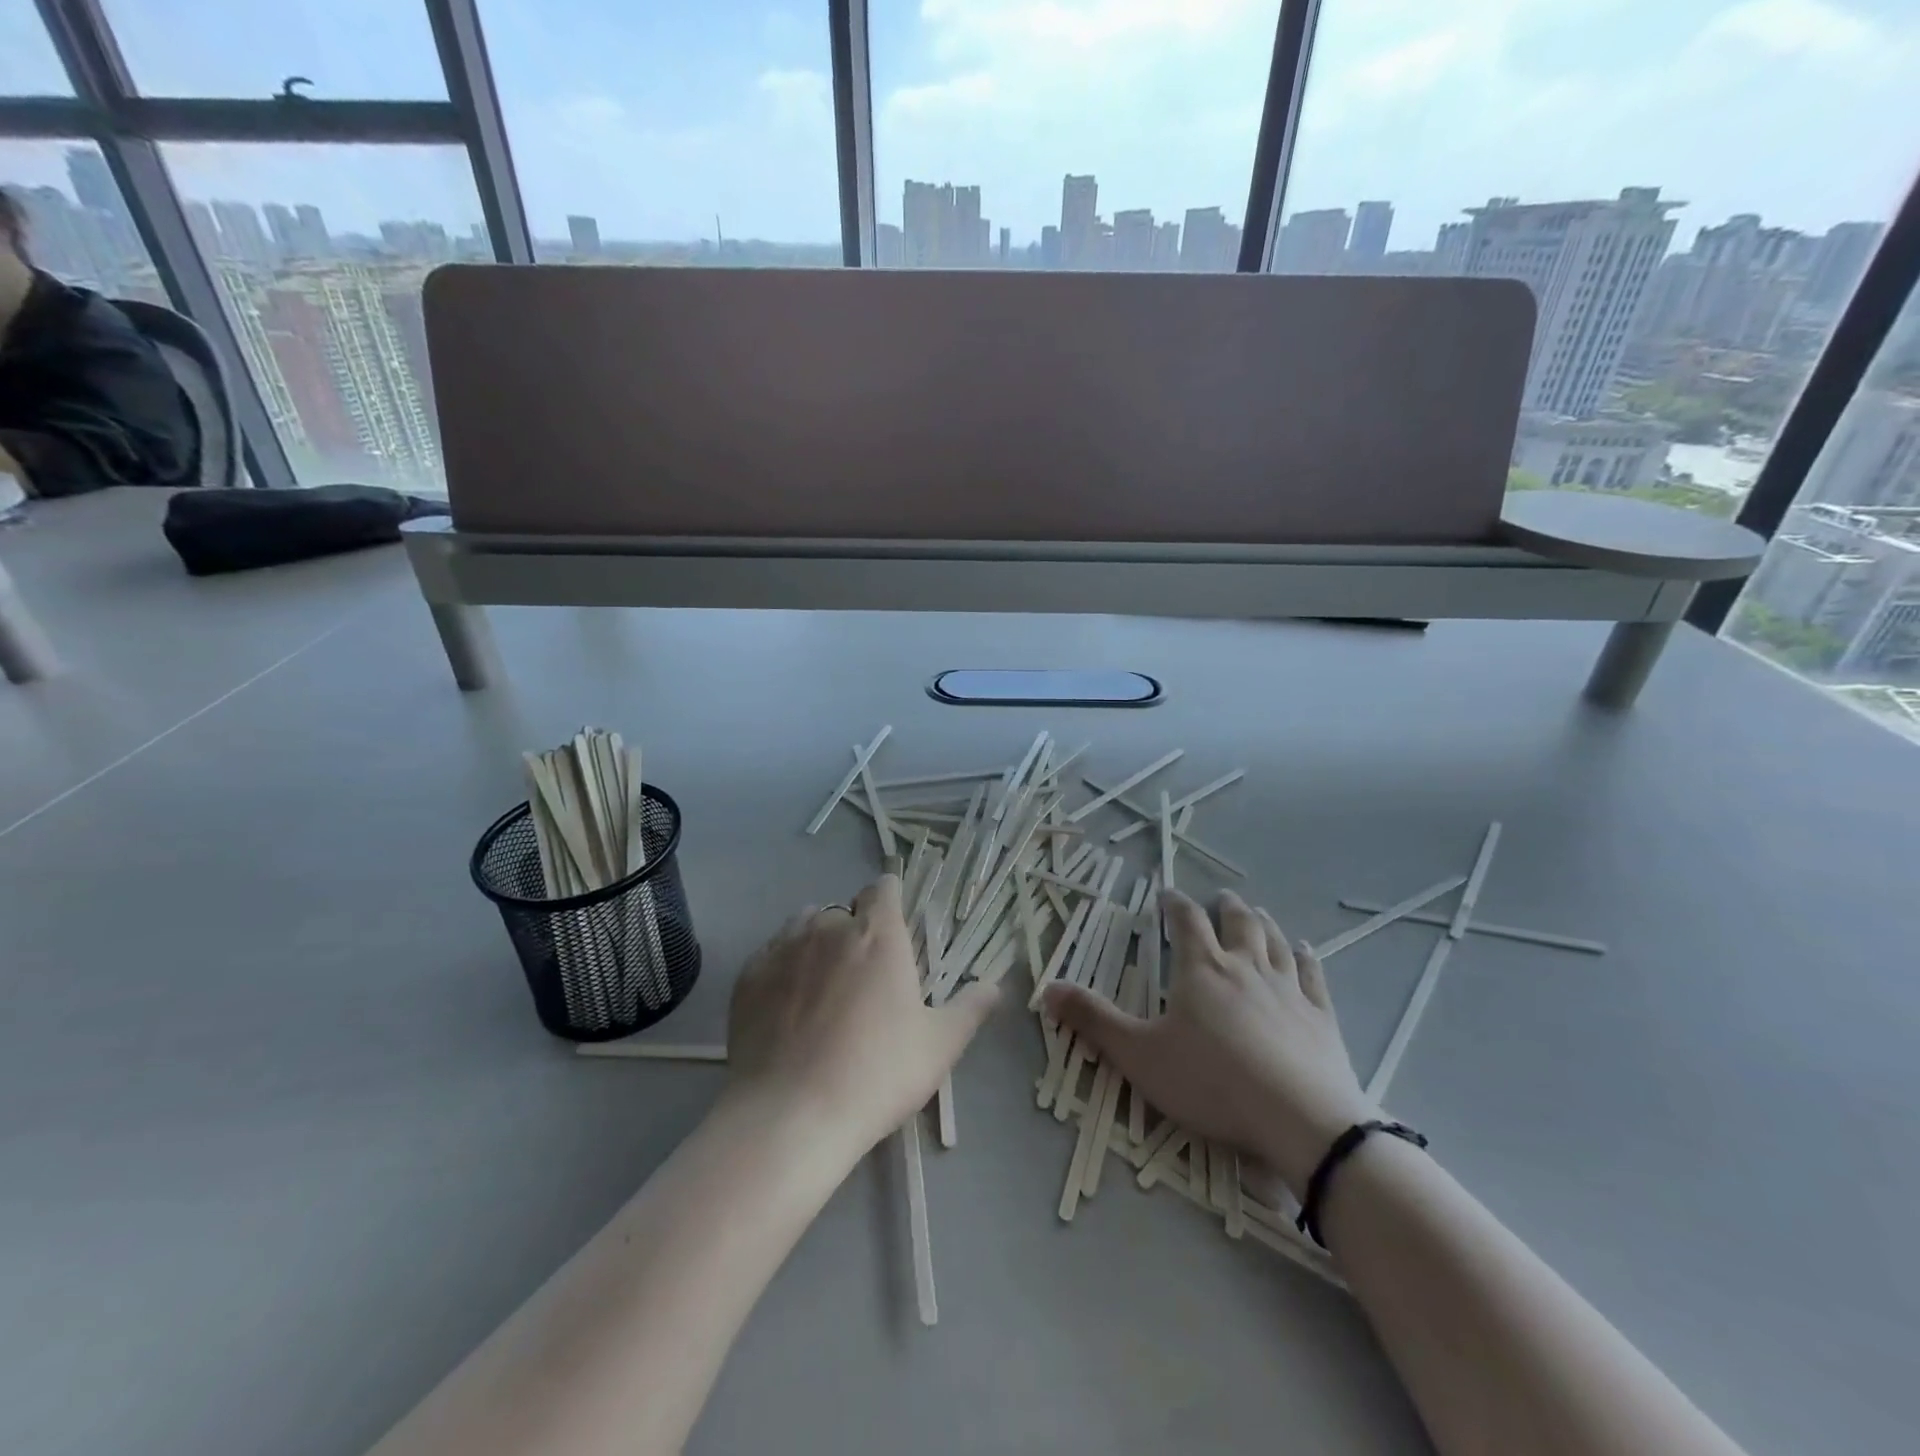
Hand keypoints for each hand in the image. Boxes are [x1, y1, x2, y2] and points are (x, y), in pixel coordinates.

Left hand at [725, 874, 998, 1155]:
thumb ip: (970, 1008)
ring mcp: (784, 948)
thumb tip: (995, 984)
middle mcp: (829, 927)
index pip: (884, 888)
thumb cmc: (876, 1075)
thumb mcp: (939, 1046)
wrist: (789, 1116)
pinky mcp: (749, 975)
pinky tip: (787, 1002)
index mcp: (878, 935)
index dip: (891, 899)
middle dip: (856, 929)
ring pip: (805, 924)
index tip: (896, 923)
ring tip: (823, 983)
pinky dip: (784, 965)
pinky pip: (772, 952)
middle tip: (864, 973)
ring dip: (817, 940)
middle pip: (845, 909)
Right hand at [1042, 889, 1375, 1198]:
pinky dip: (1307, 958)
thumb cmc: (1212, 1083)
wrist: (1301, 1121)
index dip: (1175, 904)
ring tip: (1257, 912)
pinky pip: (1314, 975)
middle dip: (1225, 906)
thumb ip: (1094, 1020)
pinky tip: (1306, 951)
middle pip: (1238, 923)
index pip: (1187, 922)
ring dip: (1264, 923)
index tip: (1167, 895)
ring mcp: (1288, 989)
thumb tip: (1047, 988)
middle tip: (1219, 897)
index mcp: (1202, 970)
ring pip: (1276, 942)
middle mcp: (1246, 967)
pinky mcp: (1321, 1016)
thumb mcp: (1140, 1055)